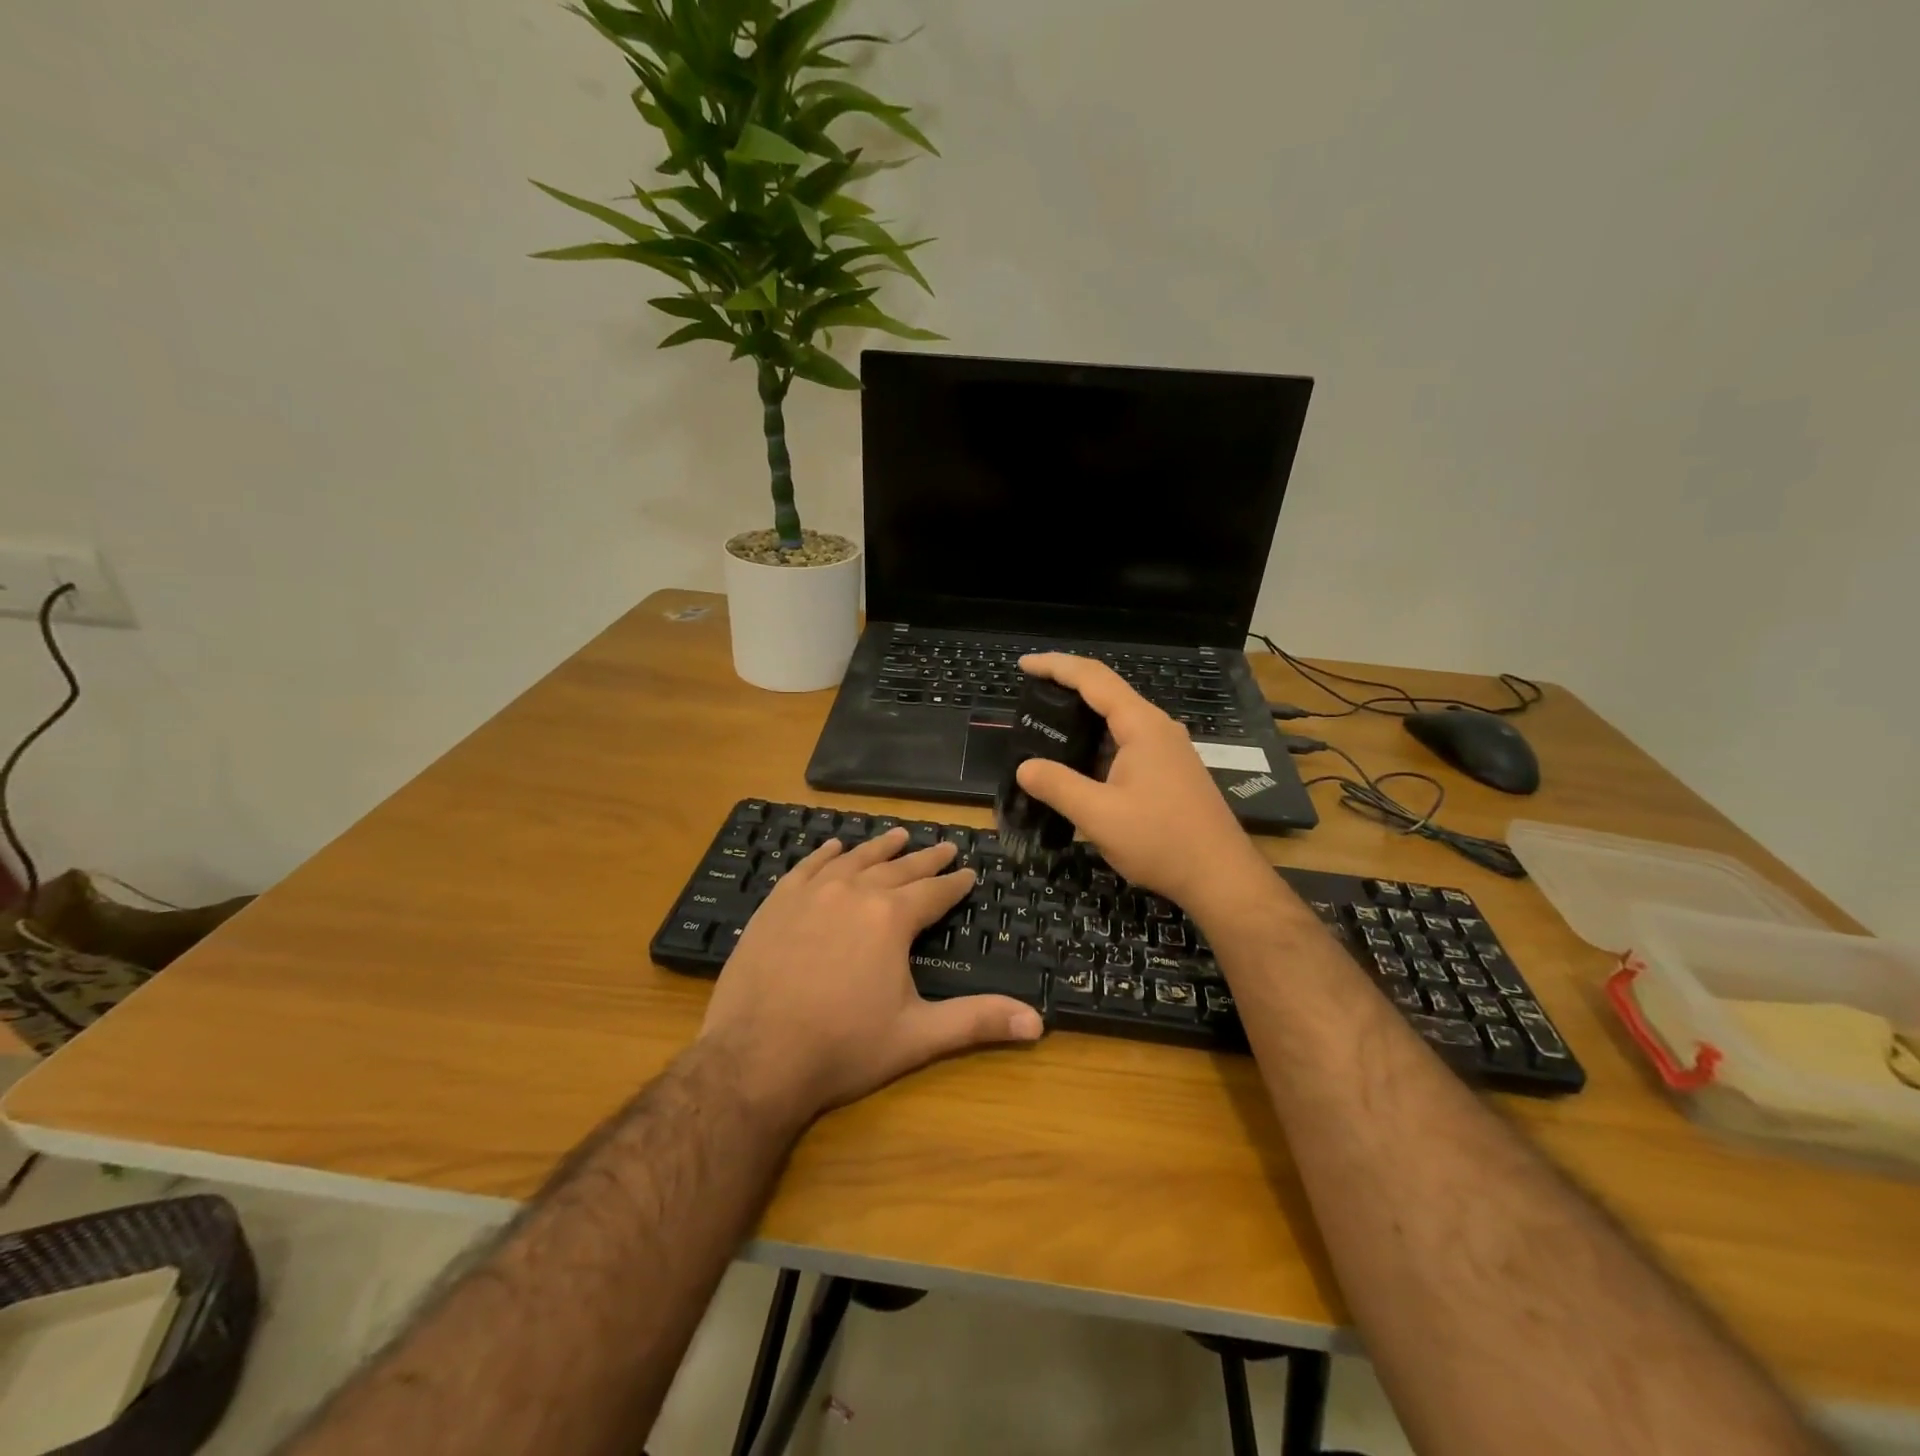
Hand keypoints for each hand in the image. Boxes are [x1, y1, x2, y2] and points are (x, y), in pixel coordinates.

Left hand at [701, 828, 1043, 1121]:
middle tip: (944, 846)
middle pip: (897, 868)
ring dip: (879, 847)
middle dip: (925, 858)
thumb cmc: (843, 1047)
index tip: (969, 871)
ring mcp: (811, 893)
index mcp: (891, 918)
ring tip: (898, 834)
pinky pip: (808, 867)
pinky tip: (833, 846)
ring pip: (854, 859)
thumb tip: (1039, 1023)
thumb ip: (977, 1021)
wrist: (754, 1058)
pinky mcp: (777, 903)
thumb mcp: (917, 1036)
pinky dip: (825, 854)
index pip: (933, 892)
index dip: (954, 882)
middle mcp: (854, 892)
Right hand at [1014, 654, 1274, 914]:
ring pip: (1118, 720)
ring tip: (1047, 727)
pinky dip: (1098, 742)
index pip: (1093, 678)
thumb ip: (1058, 786)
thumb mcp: (1099, 816)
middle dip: (1067, 688)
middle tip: (1029, 696)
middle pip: (1107, 692)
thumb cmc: (1161, 841)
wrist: (1221, 878)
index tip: (1024, 664)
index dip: (1056, 666)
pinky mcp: (1171, 771)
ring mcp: (1168, 750)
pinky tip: (1080, 763)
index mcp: (1142, 726)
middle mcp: (1158, 728)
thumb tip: (1024, 767)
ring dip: (1083, 718)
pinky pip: (1128, 742)